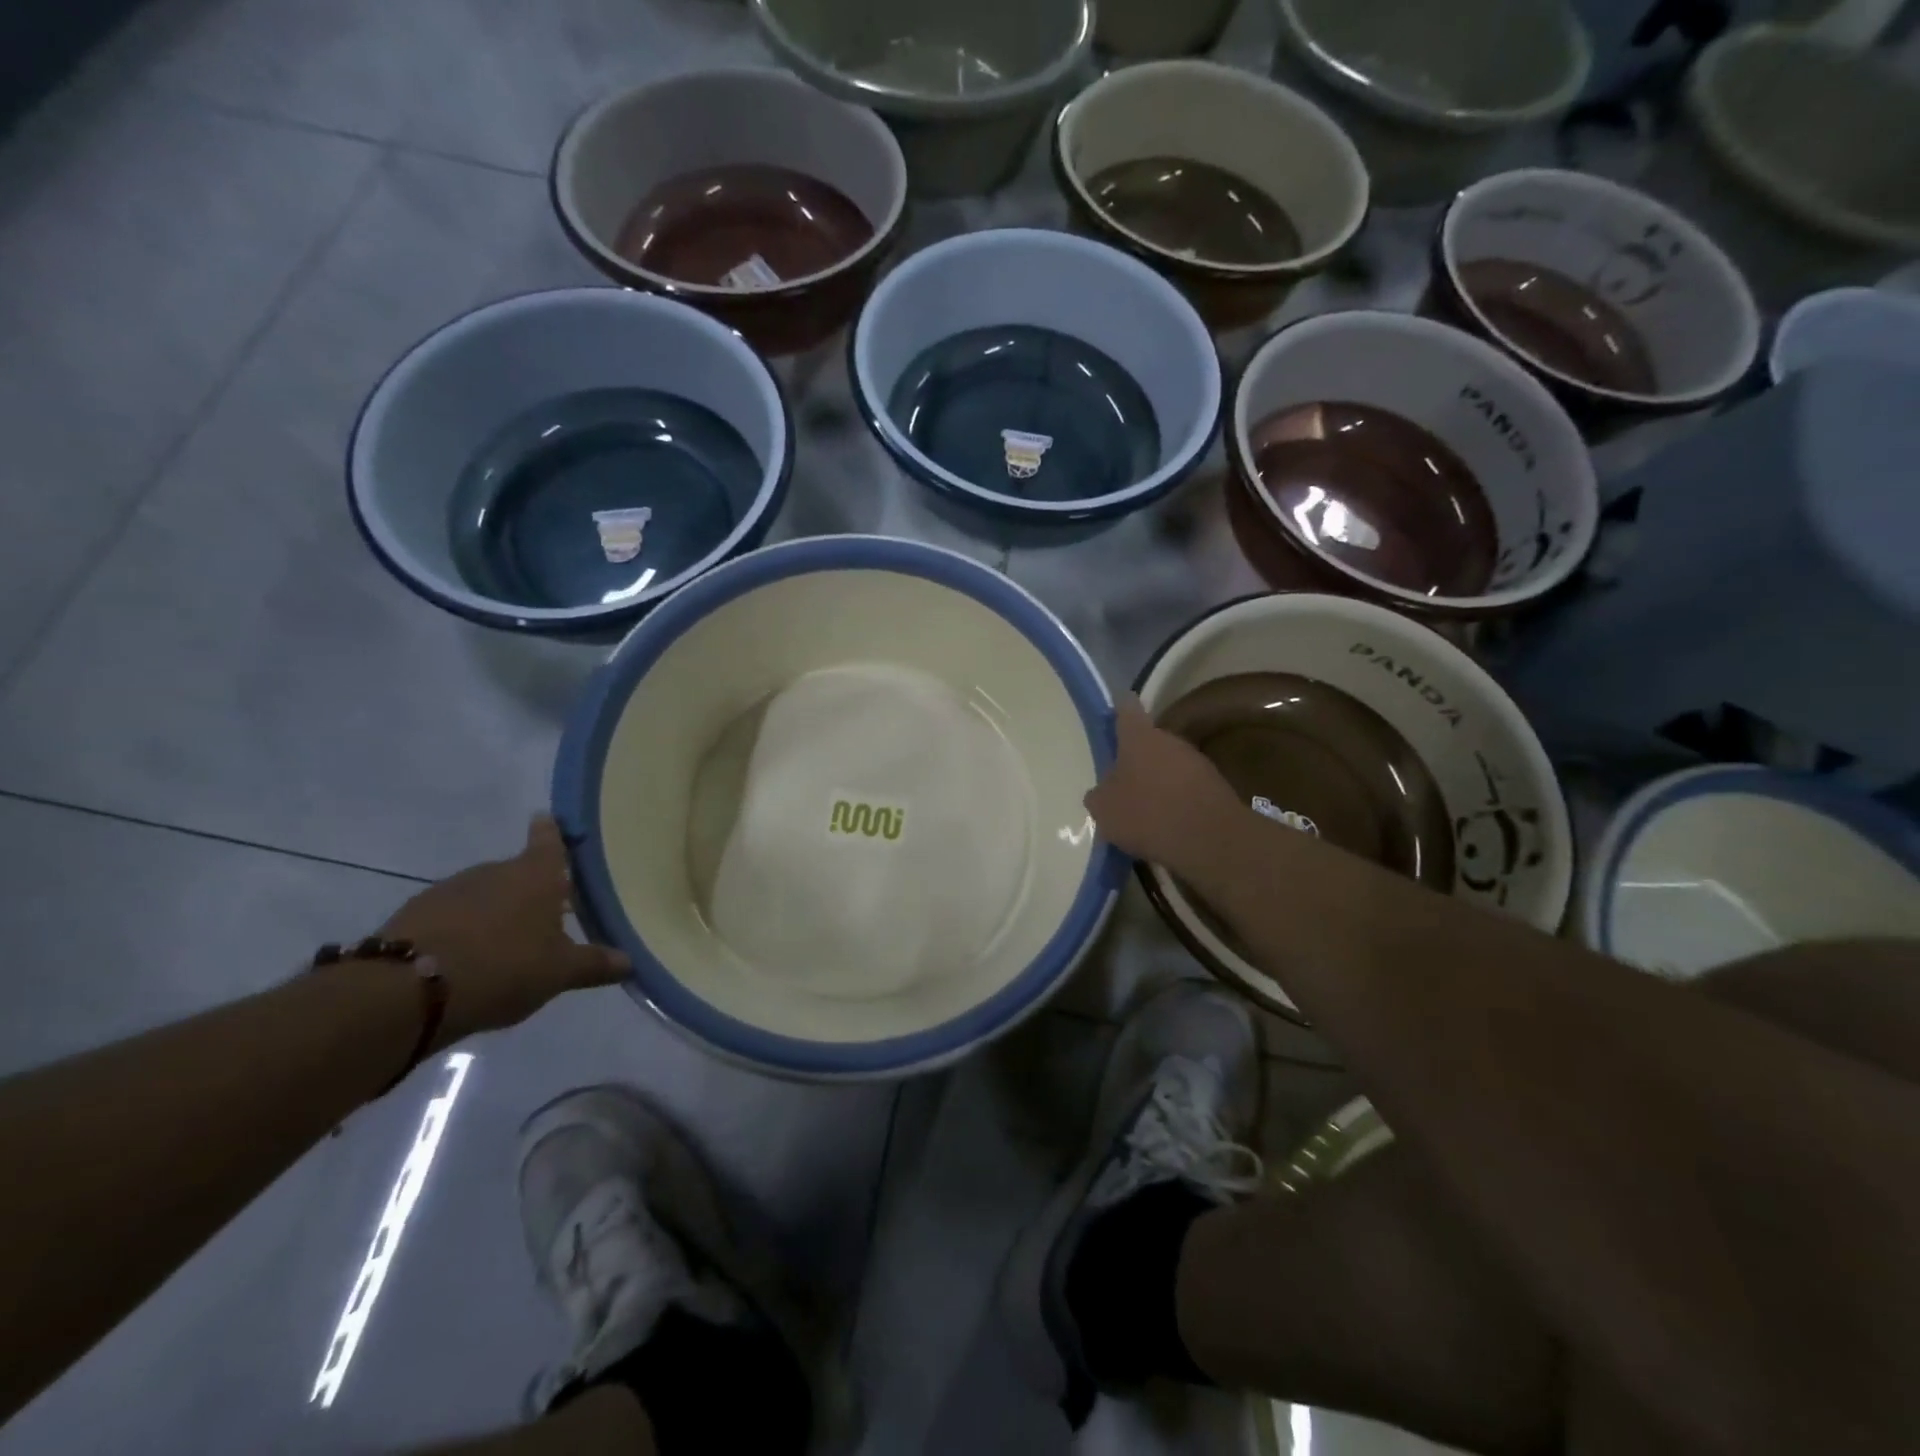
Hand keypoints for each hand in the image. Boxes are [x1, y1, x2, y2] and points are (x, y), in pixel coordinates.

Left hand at [381, 816, 629, 1043]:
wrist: (406, 991)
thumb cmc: (503, 966)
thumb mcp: (559, 972)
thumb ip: (594, 964)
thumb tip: (629, 962)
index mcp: (536, 875)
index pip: (549, 841)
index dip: (552, 831)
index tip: (548, 818)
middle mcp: (494, 872)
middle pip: (517, 872)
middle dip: (530, 888)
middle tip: (545, 912)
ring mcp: (450, 890)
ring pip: (483, 894)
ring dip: (494, 911)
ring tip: (505, 944)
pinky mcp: (414, 914)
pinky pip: (450, 916)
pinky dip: (462, 930)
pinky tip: (467, 959)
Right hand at [1085, 696, 1244, 874]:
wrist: (1210, 840)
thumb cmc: (1147, 814)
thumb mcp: (1104, 809)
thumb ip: (1099, 794)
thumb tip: (1103, 790)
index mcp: (1139, 737)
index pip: (1126, 709)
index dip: (1118, 711)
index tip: (1113, 716)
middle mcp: (1170, 740)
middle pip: (1149, 741)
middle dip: (1136, 758)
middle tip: (1122, 782)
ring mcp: (1197, 762)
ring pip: (1169, 765)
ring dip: (1158, 780)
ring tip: (1145, 809)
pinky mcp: (1215, 786)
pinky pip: (1186, 787)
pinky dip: (1176, 800)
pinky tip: (1167, 823)